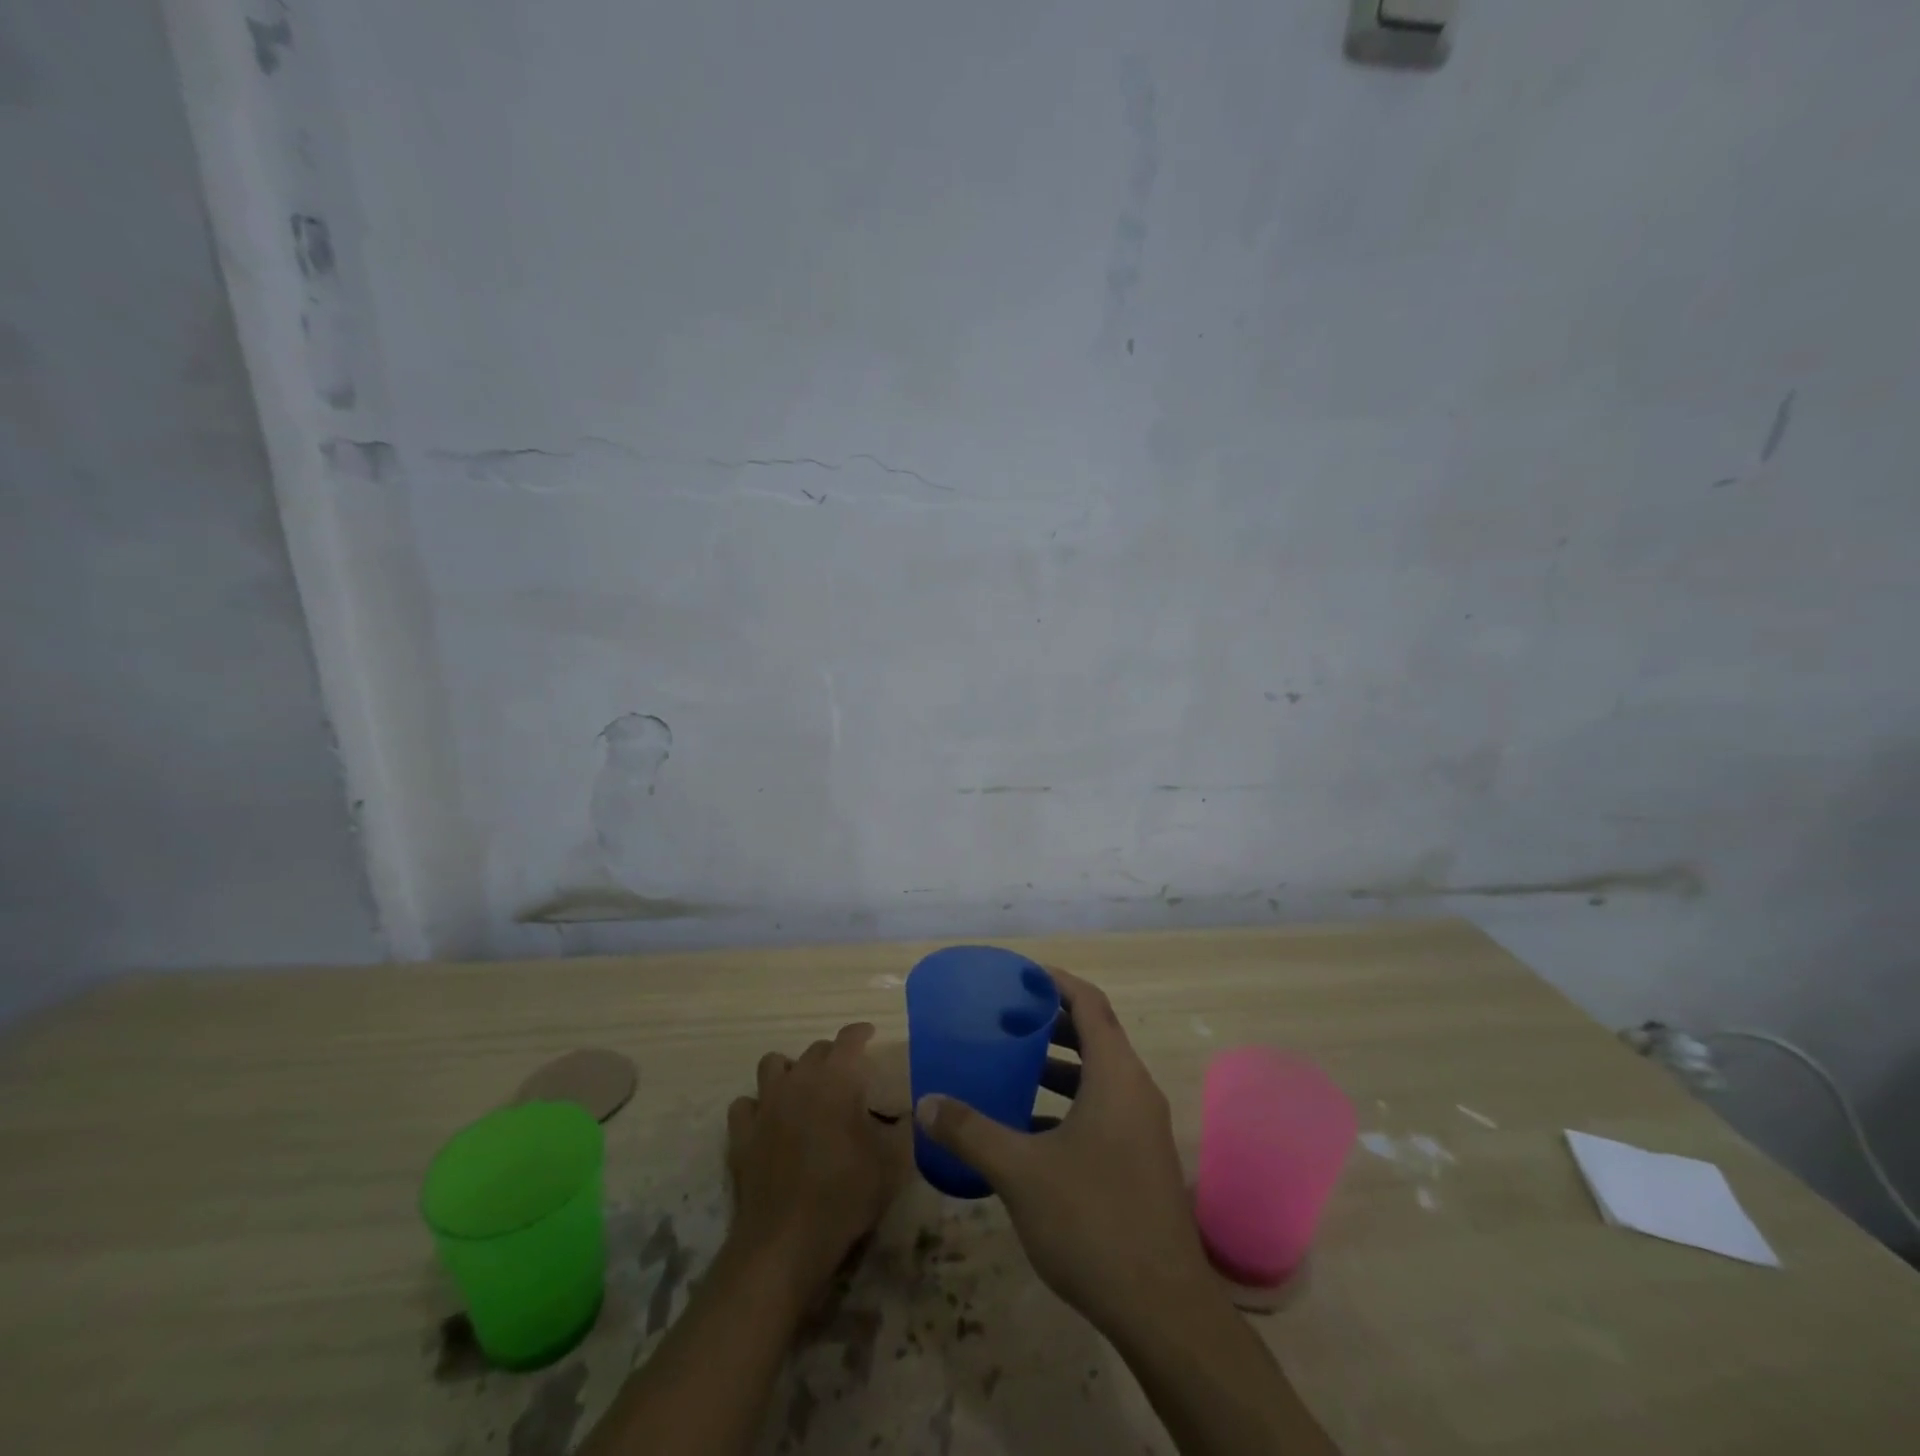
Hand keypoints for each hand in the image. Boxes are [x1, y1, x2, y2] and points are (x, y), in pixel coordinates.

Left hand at [726, 1022, 901, 1308]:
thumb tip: (911, 1111)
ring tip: (802, 1090)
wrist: (786, 1241)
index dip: (861, 1033)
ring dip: (789, 1071)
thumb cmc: (845, 1194)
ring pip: (772, 1065)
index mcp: (836, 1078)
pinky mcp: (741, 1134)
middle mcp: (798, 1079)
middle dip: (831, 1056)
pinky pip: (745, 1104)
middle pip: (814, 1050)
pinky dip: (757, 1107)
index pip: (849, 1038)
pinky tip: (768, 1121)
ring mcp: (765, 1104)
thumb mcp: (892, 1162)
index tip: (870, 1035)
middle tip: (845, 1076)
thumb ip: (903, 1128)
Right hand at [914, 969, 1214, 1334]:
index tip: (1019, 977)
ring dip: (1059, 1065)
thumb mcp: (1020, 1171)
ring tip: (1014, 1066)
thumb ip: (970, 1131)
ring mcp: (1143, 1127)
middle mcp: (1135, 1090)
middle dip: (1051, 1022)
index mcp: (1115, 1075)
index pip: (1089, 1003)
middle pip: (1095, 1034)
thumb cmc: (1092, 1220)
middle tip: (1007, 1019)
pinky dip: (1069, 1103)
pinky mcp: (1141, 1160)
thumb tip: (925, 1102)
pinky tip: (1031, 1129)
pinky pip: (1103, 1109)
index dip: (1056, 982)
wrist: (1163, 1309)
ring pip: (1099, 1075)